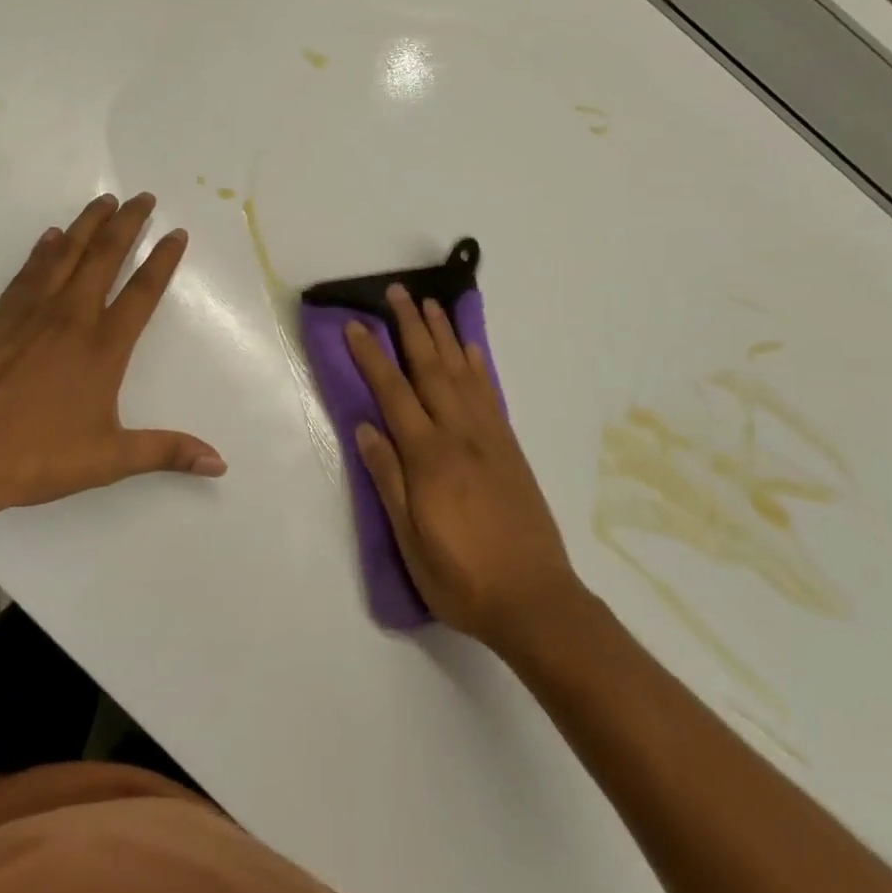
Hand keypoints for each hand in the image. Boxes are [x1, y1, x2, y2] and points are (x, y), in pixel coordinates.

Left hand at [0, 192, 224, 519]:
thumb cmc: (35, 458)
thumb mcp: (108, 460)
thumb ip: (166, 452)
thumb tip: (219, 463)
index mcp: (103, 348)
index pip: (143, 292)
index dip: (163, 259)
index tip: (177, 232)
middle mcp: (71, 318)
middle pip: (105, 257)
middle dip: (128, 223)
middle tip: (144, 197)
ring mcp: (31, 313)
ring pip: (66, 254)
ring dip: (88, 224)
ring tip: (105, 200)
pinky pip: (28, 272)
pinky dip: (44, 249)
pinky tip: (51, 236)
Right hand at [343, 284, 580, 650]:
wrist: (536, 600)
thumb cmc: (462, 578)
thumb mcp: (411, 541)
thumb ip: (389, 480)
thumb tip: (365, 427)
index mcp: (430, 458)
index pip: (393, 394)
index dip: (371, 357)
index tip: (356, 325)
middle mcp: (460, 435)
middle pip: (430, 368)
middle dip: (411, 327)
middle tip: (397, 292)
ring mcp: (490, 438)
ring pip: (462, 373)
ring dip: (444, 335)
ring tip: (431, 304)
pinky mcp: (510, 447)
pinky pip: (491, 394)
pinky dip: (478, 365)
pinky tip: (470, 349)